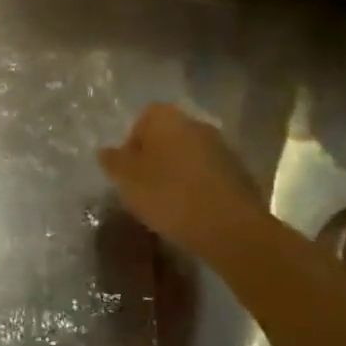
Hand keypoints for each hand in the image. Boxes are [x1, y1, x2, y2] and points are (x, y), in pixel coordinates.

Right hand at [99, 104, 272, 254]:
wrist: (228, 227)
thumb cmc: (167, 194)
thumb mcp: (126, 179)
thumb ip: (112, 161)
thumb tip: (106, 151)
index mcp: (165, 118)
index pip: (140, 121)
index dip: (131, 146)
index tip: (128, 172)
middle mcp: (195, 123)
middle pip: (167, 137)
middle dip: (155, 158)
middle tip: (144, 187)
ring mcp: (222, 147)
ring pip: (189, 156)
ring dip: (178, 173)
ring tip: (168, 203)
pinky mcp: (240, 173)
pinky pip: (209, 175)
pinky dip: (198, 187)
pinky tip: (192, 211)